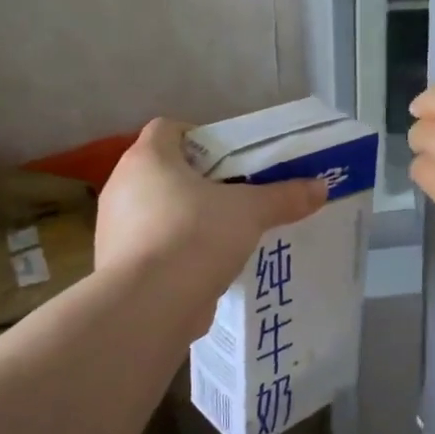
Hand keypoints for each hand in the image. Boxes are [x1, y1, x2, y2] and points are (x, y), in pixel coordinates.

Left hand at [96, 119, 325, 322]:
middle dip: (199, 182)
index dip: (199, 137)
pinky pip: (151, 245)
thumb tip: (321, 187)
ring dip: (186, 218)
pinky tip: (204, 266)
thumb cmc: (195, 236)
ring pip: (156, 210)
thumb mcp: (250, 212)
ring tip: (224, 235)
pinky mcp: (116, 264)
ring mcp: (113, 227)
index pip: (168, 129)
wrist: (147, 305)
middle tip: (235, 196)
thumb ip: (283, 197)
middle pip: (164, 171)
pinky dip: (174, 251)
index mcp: (148, 158)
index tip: (229, 158)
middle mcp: (122, 185)